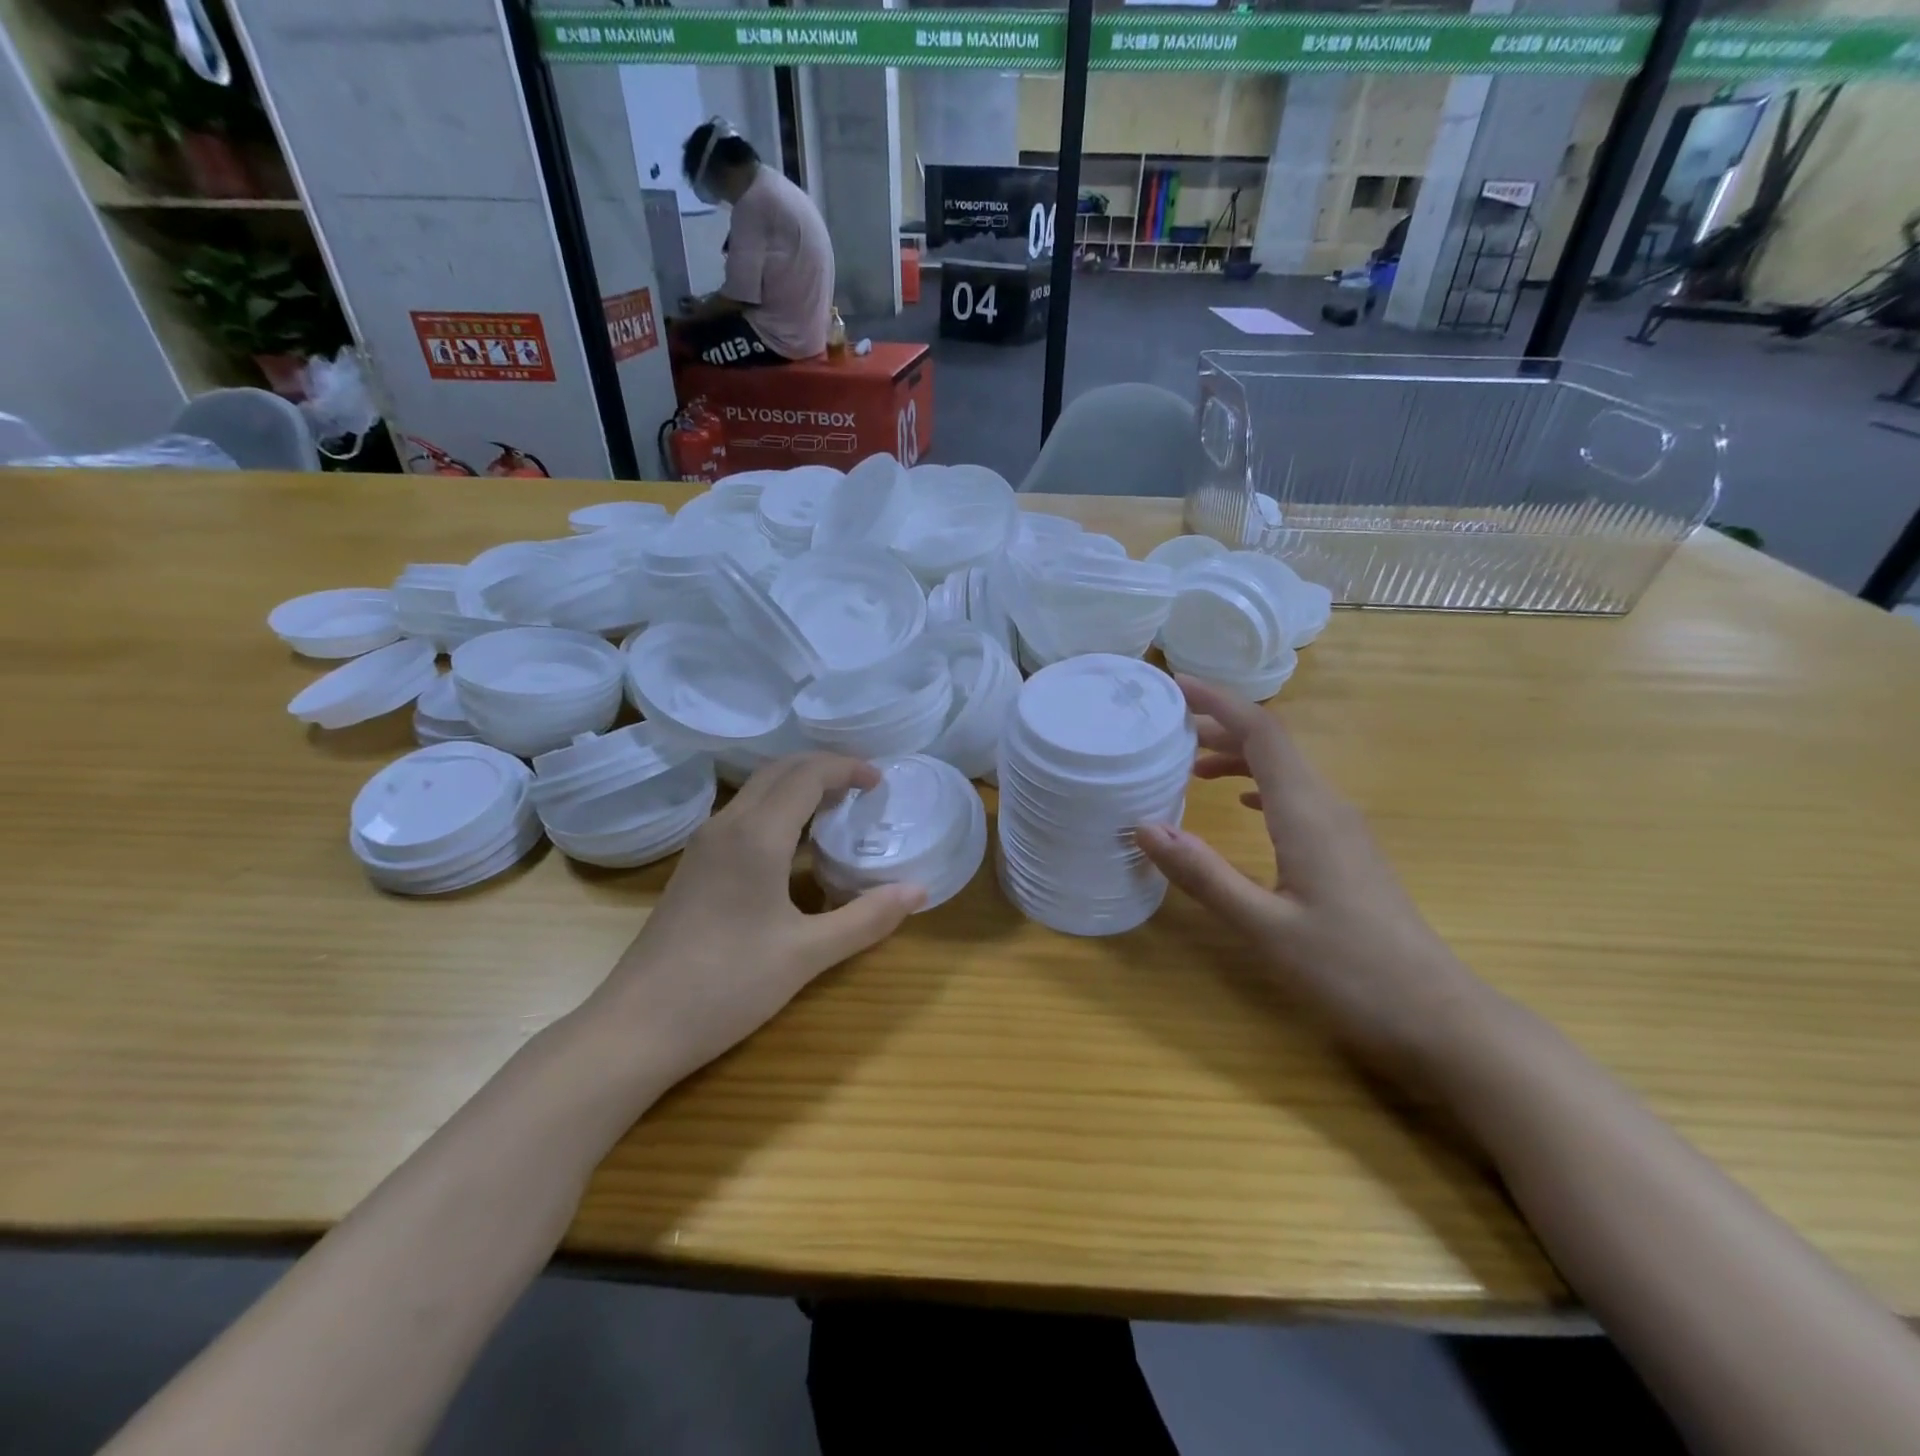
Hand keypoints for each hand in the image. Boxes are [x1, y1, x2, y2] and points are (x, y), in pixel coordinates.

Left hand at [590, 754, 923, 1088]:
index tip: (880, 781)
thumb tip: (918, 891)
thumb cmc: (727, 984)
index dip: (846, 768)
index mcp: (756, 835)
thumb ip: (866, 918)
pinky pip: (744, 815)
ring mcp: (704, 845)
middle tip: (864, 788)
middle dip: (824, 768)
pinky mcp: (695, 867)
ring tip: (838, 810)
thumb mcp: (807, 954)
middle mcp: (726, 826)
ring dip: (799, 787)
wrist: (638, 1025)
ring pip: (758, 791)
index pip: (807, 775)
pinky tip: (797, 847)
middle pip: (779, 771)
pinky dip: (779, 810)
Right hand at [1133, 679, 1491, 1090]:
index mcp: (1307, 812)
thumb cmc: (1350, 971)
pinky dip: (1261, 785)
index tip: (1175, 685)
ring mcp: (1345, 830)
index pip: (1262, 733)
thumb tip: (1145, 827)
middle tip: (1168, 730)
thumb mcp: (1264, 927)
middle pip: (1273, 745)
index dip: (1219, 702)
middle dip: (1220, 726)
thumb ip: (1203, 874)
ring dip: (1239, 757)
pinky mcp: (1349, 853)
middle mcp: (1329, 807)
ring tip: (1192, 767)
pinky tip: (1244, 805)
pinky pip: (1298, 797)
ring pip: (1287, 771)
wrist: (1440, 1017)